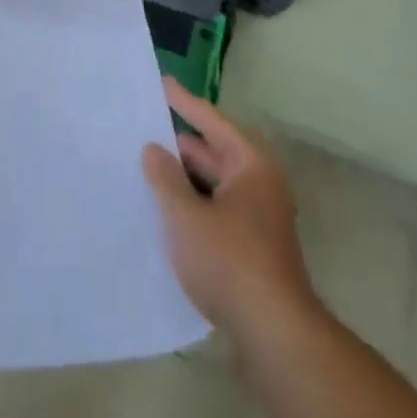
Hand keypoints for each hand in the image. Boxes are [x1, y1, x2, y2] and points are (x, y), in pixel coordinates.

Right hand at [143, 78, 315, 343]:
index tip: (160, 82)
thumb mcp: (186, 215)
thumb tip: (154, 149)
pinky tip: (165, 210)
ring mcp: (258, 216)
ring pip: (213, 183)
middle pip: (213, 151)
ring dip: (183, 177)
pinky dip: (192, 203)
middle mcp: (259, 183)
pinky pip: (216, 208)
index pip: (211, 121)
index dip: (183, 102)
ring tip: (144, 167)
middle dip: (179, 144)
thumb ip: (165, 178)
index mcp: (250, 164)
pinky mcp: (252, 246)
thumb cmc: (230, 261)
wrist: (275, 335)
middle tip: (141, 130)